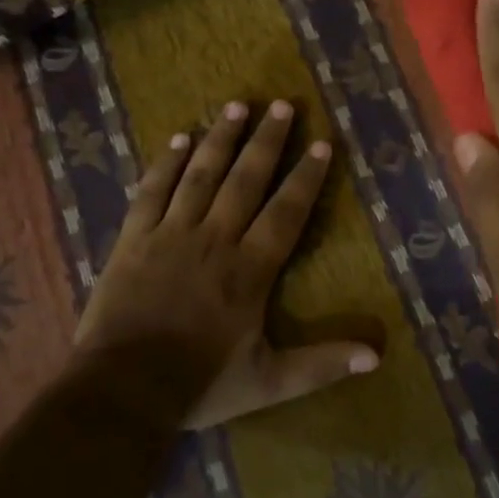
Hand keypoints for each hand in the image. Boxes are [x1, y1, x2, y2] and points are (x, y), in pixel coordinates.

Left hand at [73, 99, 379, 428]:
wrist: (121, 392)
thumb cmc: (199, 384)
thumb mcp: (268, 382)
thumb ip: (321, 364)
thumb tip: (377, 355)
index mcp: (250, 270)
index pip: (286, 212)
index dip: (306, 177)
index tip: (322, 143)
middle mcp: (215, 240)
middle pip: (245, 180)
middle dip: (267, 141)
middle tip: (282, 105)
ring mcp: (171, 234)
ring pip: (201, 175)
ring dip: (221, 138)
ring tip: (237, 106)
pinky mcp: (134, 238)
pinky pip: (152, 191)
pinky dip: (166, 163)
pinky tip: (180, 138)